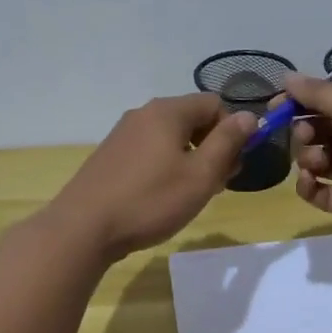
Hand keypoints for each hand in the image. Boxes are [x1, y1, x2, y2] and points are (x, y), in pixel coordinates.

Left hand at [47, 94, 253, 261]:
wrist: (83, 228)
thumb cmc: (150, 200)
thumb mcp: (200, 175)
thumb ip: (228, 142)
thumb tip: (249, 117)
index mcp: (167, 111)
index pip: (214, 104)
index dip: (232, 131)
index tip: (233, 165)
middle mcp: (143, 114)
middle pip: (192, 119)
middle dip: (213, 147)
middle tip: (217, 184)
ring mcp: (122, 134)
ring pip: (171, 137)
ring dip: (191, 160)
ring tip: (192, 195)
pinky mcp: (110, 156)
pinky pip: (150, 151)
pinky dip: (166, 167)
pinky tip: (162, 197)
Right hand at [283, 74, 331, 253]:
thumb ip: (321, 94)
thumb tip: (288, 77)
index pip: (330, 96)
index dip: (301, 100)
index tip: (274, 108)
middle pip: (322, 127)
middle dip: (304, 131)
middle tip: (305, 139)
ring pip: (320, 159)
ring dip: (307, 159)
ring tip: (314, 165)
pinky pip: (324, 191)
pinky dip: (311, 187)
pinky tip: (309, 185)